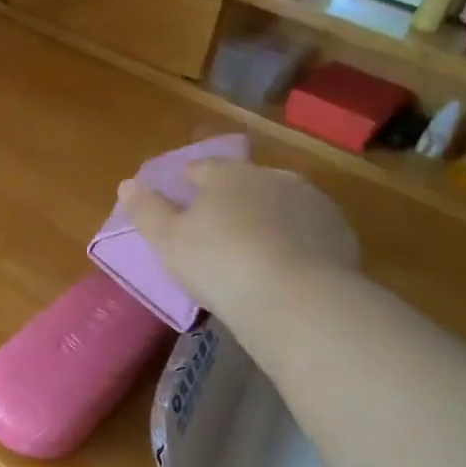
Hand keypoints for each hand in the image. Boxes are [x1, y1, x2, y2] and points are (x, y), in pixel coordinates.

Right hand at [119, 158, 358, 326]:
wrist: (296, 298)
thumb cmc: (220, 264)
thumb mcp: (168, 241)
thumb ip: (146, 210)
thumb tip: (127, 184)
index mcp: (228, 176)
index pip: (203, 168)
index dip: (190, 181)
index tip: (183, 195)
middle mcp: (272, 177)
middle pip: (245, 183)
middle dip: (232, 199)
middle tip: (219, 228)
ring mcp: (311, 202)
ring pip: (280, 203)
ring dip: (267, 217)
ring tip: (255, 250)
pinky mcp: (338, 231)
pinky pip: (307, 229)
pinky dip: (295, 240)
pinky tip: (287, 266)